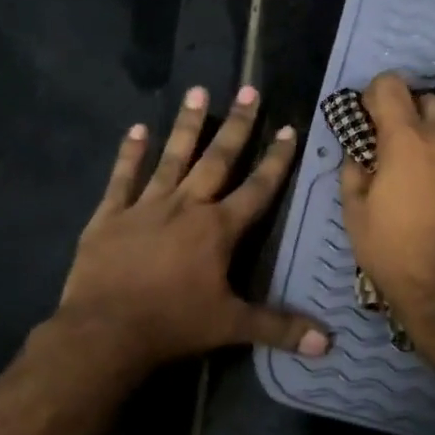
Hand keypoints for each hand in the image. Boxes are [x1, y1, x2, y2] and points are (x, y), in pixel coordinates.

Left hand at [55, 84, 329, 371]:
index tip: (288, 128)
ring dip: (186, 126)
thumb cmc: (173, 325)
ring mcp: (145, 206)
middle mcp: (185, 206)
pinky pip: (122, 178)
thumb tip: (328, 344)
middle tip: (248, 89)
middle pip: (217, 160)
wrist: (105, 330)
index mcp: (218, 229)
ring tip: (196, 91)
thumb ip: (280, 328)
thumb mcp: (232, 327)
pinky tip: (137, 128)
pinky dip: (129, 153)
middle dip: (236, 125)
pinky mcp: (110, 216)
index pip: (257, 188)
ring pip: (171, 158)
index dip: (276, 160)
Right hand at [339, 72, 434, 334]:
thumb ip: (353, 173)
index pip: (391, 86)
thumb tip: (359, 154)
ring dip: (434, 137)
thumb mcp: (355, 215)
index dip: (375, 95)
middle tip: (395, 145)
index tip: (367, 118)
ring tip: (421, 172)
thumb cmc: (394, 253)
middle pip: (429, 99)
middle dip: (410, 112)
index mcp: (406, 141)